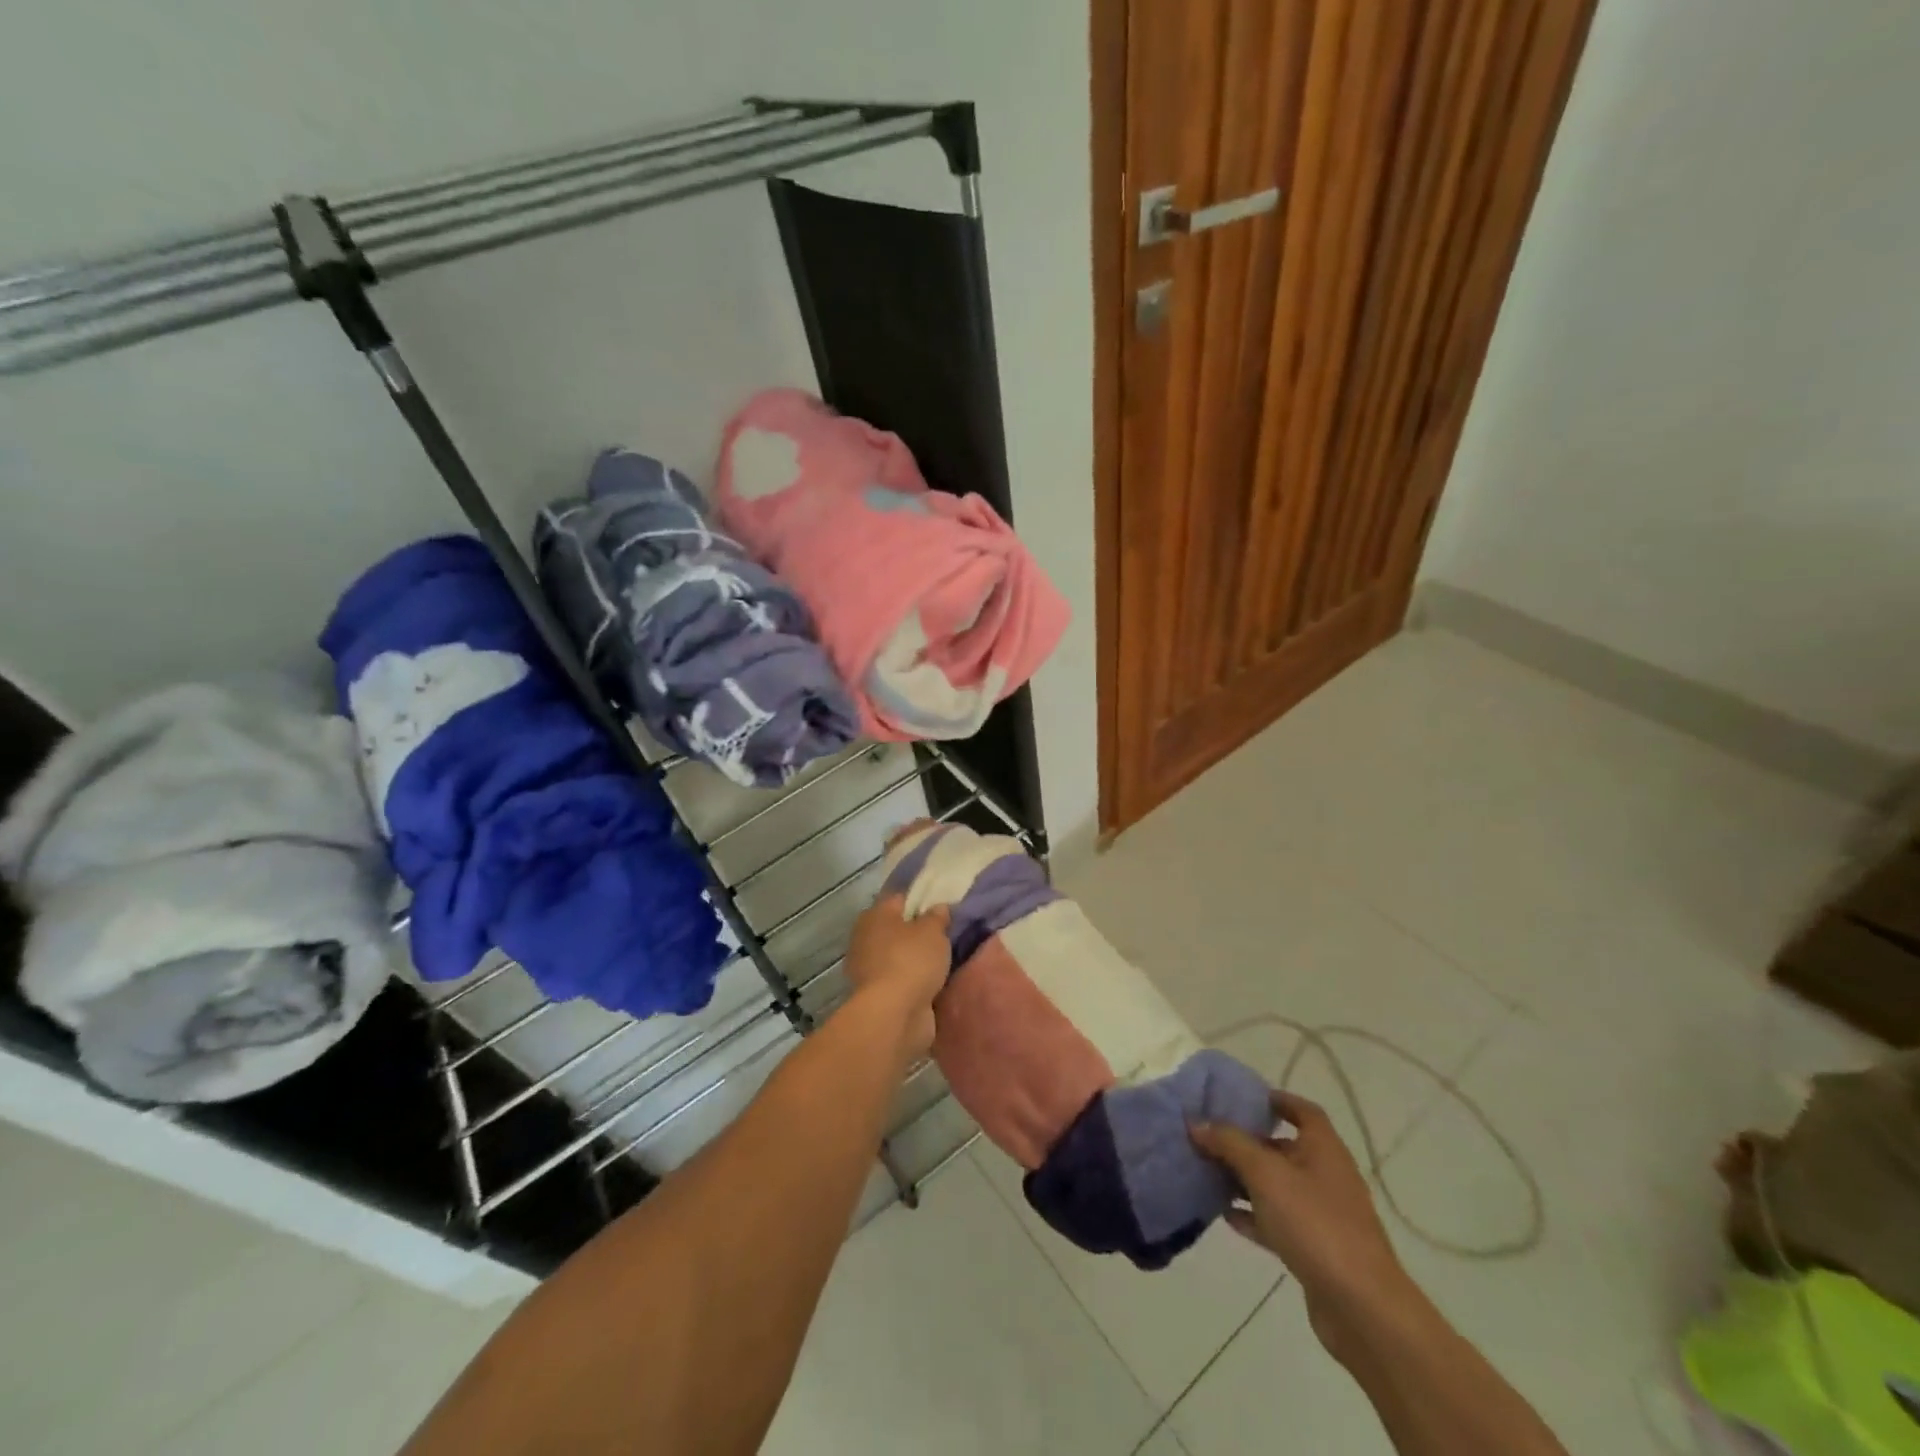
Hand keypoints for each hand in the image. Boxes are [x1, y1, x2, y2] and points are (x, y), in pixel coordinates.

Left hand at [844, 894, 951, 1062]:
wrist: (893, 1014)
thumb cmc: (911, 961)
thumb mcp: (933, 931)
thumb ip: (936, 916)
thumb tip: (938, 907)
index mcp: (875, 915)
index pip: (900, 899)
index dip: (921, 901)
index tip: (942, 907)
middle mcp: (866, 938)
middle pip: (897, 929)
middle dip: (917, 932)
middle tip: (944, 935)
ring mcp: (868, 968)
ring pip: (898, 956)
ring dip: (915, 959)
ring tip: (943, 960)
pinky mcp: (876, 995)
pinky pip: (900, 979)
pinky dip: (913, 981)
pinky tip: (933, 982)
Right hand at [1190, 1090, 1415, 1361]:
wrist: (1362, 1309)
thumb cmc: (1315, 1224)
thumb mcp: (1265, 1174)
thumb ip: (1229, 1144)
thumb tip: (1197, 1123)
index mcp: (1324, 1149)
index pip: (1303, 1111)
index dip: (1276, 1100)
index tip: (1243, 1098)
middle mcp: (1327, 1176)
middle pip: (1284, 1148)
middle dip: (1248, 1142)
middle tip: (1211, 1136)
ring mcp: (1324, 1215)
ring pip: (1278, 1187)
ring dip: (1246, 1180)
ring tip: (1209, 1173)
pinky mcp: (1316, 1250)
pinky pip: (1278, 1222)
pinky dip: (1254, 1216)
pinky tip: (1225, 1216)